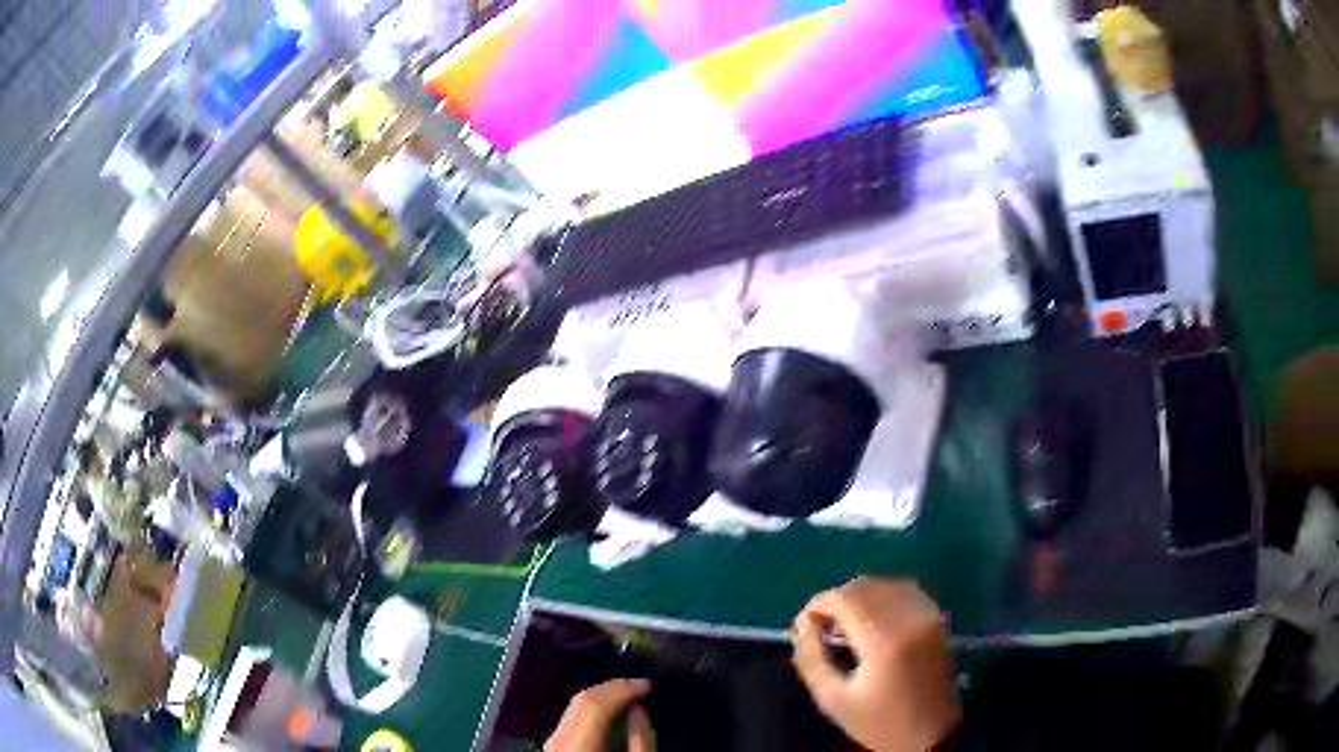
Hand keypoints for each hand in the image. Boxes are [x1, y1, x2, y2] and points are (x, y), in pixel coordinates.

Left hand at [546, 679, 656, 751]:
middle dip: (612, 688)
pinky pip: (571, 717)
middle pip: (582, 700)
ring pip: (574, 705)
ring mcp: (551, 740)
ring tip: (627, 694)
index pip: (595, 703)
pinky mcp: (553, 743)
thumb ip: (640, 740)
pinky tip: (608, 710)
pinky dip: (591, 709)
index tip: (647, 684)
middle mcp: (558, 737)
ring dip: (601, 696)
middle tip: (639, 685)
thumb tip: (639, 710)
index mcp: (578, 743)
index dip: (622, 688)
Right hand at [793, 578, 959, 751]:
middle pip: (863, 587)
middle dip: (834, 602)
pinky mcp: (936, 618)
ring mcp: (927, 615)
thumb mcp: (832, 699)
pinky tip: (871, 622)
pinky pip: (902, 591)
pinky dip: (880, 598)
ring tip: (843, 627)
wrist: (930, 732)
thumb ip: (810, 658)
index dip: (816, 605)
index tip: (802, 626)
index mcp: (884, 641)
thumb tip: (803, 624)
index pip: (844, 599)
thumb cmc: (878, 722)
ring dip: (857, 598)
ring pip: (882, 585)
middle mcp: (910, 618)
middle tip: (819, 628)